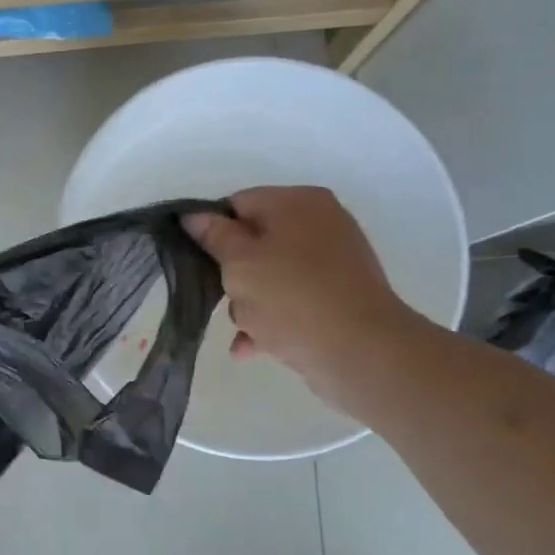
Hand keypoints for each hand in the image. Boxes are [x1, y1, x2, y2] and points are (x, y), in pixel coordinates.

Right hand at [183, 187, 424, 413]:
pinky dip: (271, 319)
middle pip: (254, 242)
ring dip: (249, 303)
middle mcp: (319, 223)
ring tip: (246, 329)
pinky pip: (291, 300)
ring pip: (270, 275)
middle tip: (224, 298)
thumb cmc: (291, 298)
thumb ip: (214, 236)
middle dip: (232, 274)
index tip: (197, 261)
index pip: (238, 203)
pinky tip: (252, 347)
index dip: (212, 231)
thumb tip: (194, 216)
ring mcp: (332, 261)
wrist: (359, 351)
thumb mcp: (240, 263)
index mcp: (297, 202)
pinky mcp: (338, 296)